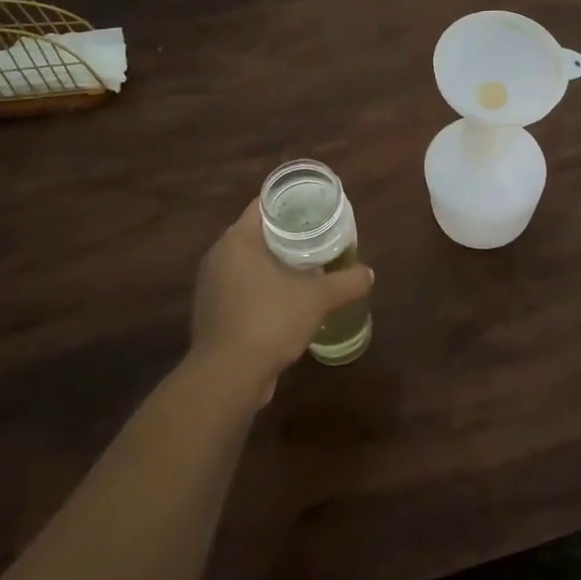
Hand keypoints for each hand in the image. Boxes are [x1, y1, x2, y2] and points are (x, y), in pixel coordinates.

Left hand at [190, 200, 374, 405]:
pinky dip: (263, 288)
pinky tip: (287, 300)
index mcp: (238, 240)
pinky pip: (241, 288)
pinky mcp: (213, 313)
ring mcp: (212, 286)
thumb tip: (369, 274)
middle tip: (318, 236)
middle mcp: (219, 257)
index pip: (264, 206)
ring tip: (307, 267)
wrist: (228, 376)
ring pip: (248, 263)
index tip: (315, 207)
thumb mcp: (317, 298)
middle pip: (257, 234)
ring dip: (274, 264)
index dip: (291, 203)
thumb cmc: (270, 320)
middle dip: (287, 235)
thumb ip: (346, 282)